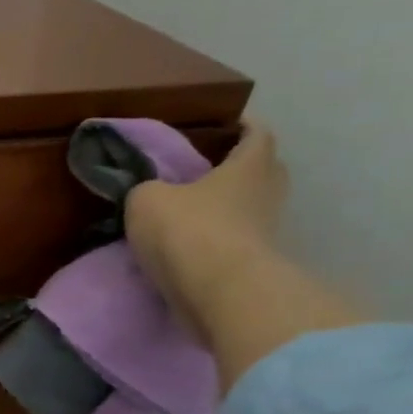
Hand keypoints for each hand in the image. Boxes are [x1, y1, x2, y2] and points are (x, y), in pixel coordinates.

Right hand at [126, 123, 288, 338]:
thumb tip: (152, 194)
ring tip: (189, 207)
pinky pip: (235, 239)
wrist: (217, 291)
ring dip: (226, 206)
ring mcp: (265, 232)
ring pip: (249, 208)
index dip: (245, 126)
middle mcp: (266, 194)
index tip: (229, 122)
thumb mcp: (146, 197)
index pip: (258, 135)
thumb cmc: (188, 228)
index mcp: (249, 167)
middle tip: (207, 166)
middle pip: (263, 172)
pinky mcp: (254, 264)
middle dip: (240, 166)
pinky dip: (216, 236)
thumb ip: (148, 188)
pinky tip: (187, 240)